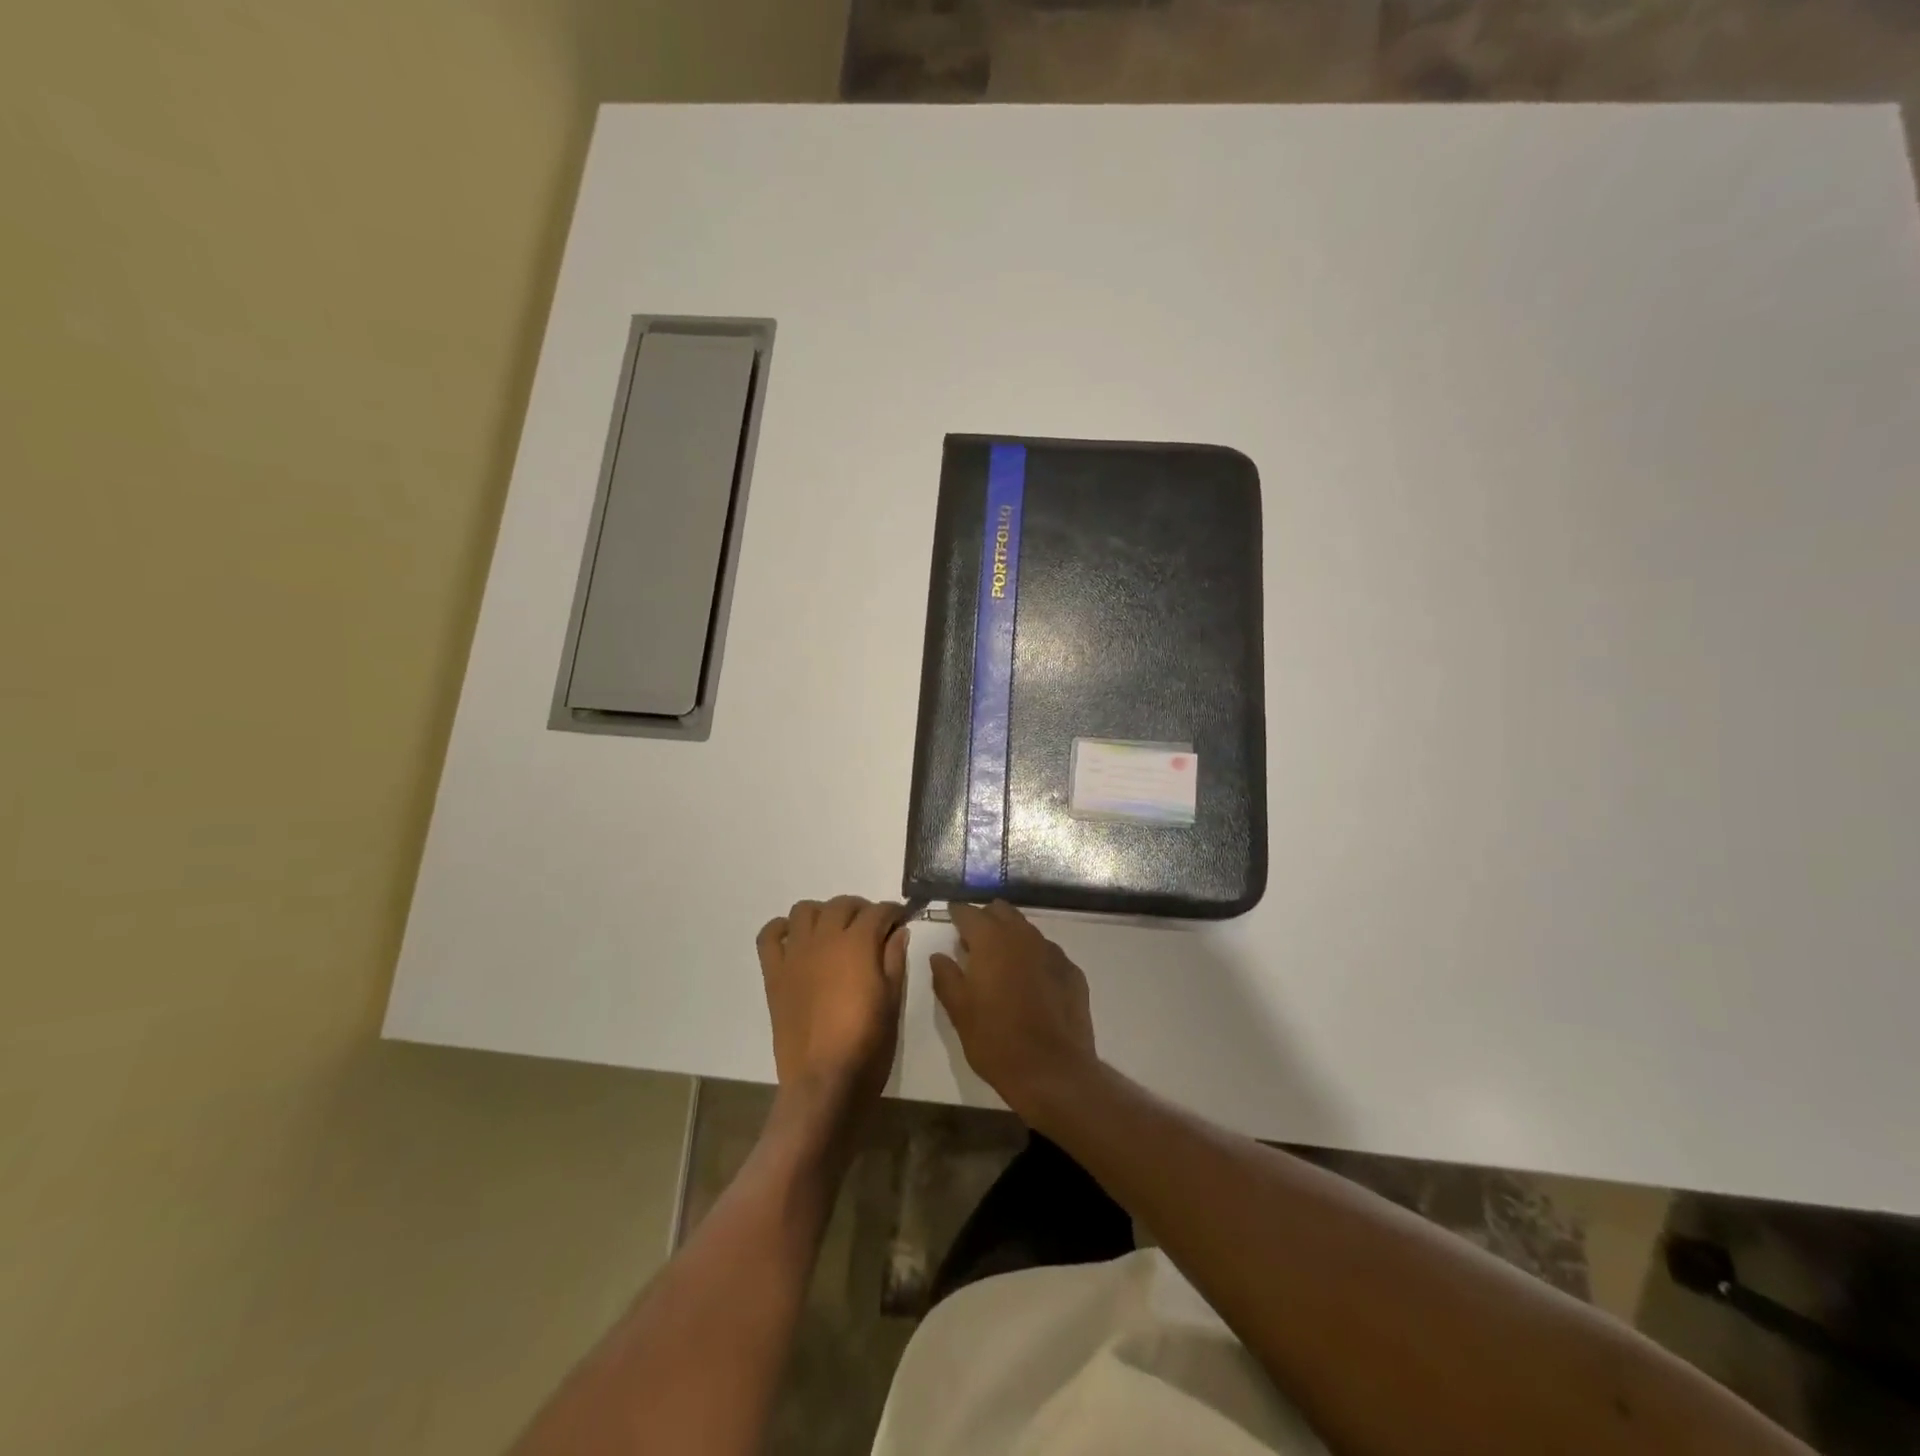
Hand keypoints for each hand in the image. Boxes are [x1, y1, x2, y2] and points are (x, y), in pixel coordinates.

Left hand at [757, 896, 908, 1122]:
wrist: (824, 1083)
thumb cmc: (867, 1044)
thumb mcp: (892, 1002)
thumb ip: (895, 960)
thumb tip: (897, 931)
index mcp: (858, 945)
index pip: (878, 912)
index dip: (892, 912)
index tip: (900, 920)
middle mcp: (824, 939)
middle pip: (842, 904)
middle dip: (861, 909)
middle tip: (872, 928)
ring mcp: (795, 955)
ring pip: (805, 910)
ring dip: (823, 913)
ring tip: (834, 932)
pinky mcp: (774, 973)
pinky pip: (770, 936)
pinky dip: (782, 929)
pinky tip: (796, 940)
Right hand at [930, 901, 1098, 1120]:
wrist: (1053, 1071)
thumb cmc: (996, 1040)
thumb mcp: (959, 1011)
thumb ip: (946, 977)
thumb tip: (939, 956)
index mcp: (991, 940)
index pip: (969, 912)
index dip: (957, 914)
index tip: (950, 919)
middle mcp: (1023, 936)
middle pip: (1001, 912)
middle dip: (986, 919)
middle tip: (973, 942)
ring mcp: (1052, 952)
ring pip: (1027, 930)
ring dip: (1011, 937)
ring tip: (1001, 963)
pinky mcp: (1072, 972)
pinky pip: (1047, 954)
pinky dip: (1034, 959)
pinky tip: (1031, 984)